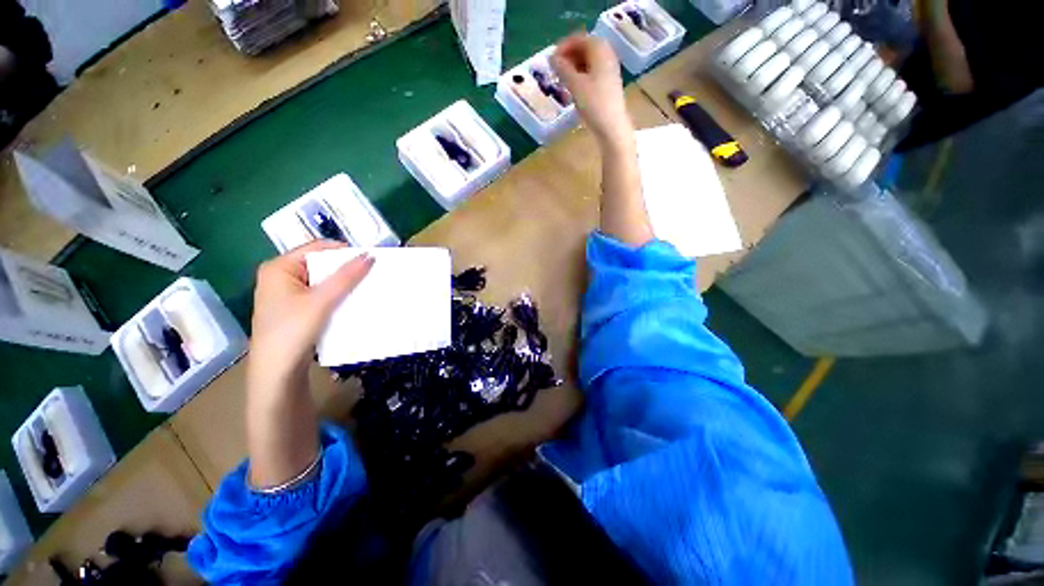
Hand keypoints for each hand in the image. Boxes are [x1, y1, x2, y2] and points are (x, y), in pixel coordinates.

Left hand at [248, 240, 373, 385]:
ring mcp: (288, 294)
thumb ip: (345, 277)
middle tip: (372, 272)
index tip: (370, 258)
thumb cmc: (292, 331)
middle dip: (346, 268)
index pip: (317, 248)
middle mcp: (281, 276)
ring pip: (323, 280)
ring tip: (367, 285)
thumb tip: (370, 255)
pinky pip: (322, 294)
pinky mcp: (296, 309)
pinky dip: (338, 295)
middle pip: (321, 264)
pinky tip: (353, 300)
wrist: (277, 372)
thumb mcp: (321, 301)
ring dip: (344, 283)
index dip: (344, 251)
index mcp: (279, 267)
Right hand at [551, 33, 633, 147]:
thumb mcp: (575, 84)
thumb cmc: (594, 104)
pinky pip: (592, 73)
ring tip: (561, 80)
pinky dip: (580, 76)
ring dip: (573, 67)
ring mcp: (609, 70)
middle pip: (584, 49)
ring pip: (587, 62)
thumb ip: (562, 68)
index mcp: (599, 49)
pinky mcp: (608, 84)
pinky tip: (573, 89)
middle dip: (568, 57)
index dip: (562, 47)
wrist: (612, 127)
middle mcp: (607, 54)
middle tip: (554, 70)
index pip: (578, 39)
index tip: (550, 61)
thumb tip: (552, 58)